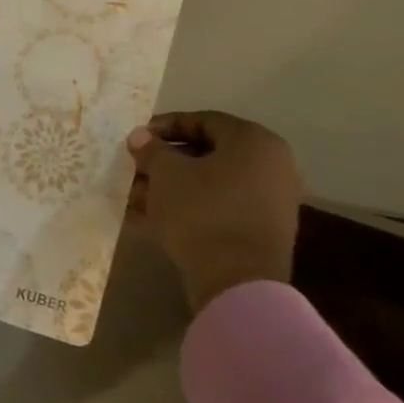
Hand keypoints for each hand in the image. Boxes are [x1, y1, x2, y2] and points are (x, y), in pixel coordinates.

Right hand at [125, 110, 301, 312]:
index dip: (163, 126)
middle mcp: (270, 166)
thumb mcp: (165, 173)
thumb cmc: (201, 211)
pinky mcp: (259, 230)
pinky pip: (216, 208)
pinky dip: (186, 208)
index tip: (136, 139)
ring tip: (134, 197)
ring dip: (170, 187)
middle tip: (133, 168)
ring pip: (208, 183)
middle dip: (164, 161)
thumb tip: (140, 136)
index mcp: (253, 142)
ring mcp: (268, 200)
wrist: (237, 281)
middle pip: (206, 154)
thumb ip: (151, 149)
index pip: (202, 121)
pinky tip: (148, 219)